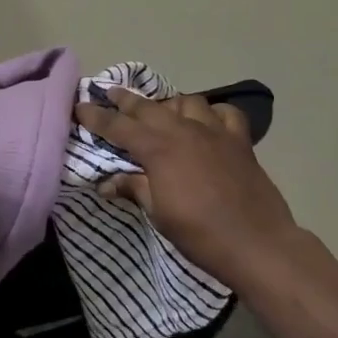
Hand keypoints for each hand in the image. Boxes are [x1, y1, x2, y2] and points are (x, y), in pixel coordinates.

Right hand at [73, 88, 295, 287]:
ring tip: (161, 111)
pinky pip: (225, 114)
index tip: (79, 107)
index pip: (118, 126)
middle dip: (125, 100)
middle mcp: (183, 131)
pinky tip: (208, 122)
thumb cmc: (200, 234)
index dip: (96, 116)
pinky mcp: (240, 141)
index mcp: (158, 149)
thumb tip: (106, 183)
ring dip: (169, 104)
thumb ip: (134, 189)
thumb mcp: (158, 214)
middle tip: (109, 93)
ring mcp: (214, 132)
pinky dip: (213, 113)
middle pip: (147, 107)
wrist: (257, 244)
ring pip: (186, 102)